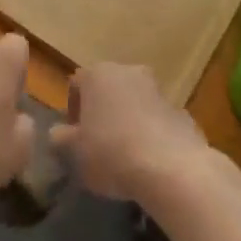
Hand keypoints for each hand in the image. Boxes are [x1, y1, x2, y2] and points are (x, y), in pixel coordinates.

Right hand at [50, 64, 208, 202]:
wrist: (173, 168)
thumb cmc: (112, 153)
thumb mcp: (74, 152)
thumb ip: (61, 139)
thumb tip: (58, 134)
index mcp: (97, 74)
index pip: (76, 84)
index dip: (72, 111)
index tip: (74, 138)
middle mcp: (128, 72)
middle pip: (108, 90)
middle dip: (102, 112)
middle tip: (98, 144)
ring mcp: (158, 90)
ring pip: (135, 103)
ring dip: (128, 122)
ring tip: (125, 156)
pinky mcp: (182, 112)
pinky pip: (158, 121)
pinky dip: (152, 135)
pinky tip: (151, 163)